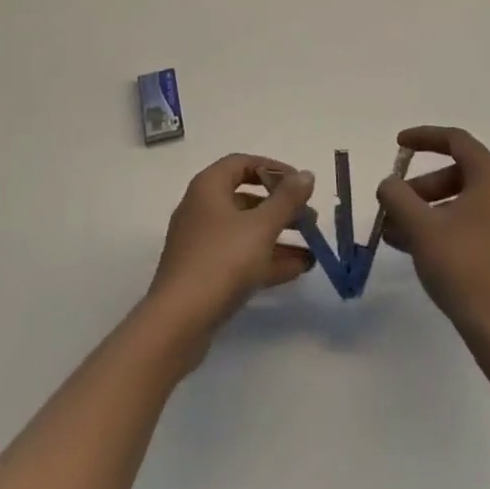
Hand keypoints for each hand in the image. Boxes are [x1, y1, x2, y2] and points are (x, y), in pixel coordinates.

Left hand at [145, 154, 315, 352]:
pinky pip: (240, 257)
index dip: (273, 169)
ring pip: (246, 231)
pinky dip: (266, 259)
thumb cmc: (221, 261)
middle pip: (247, 198)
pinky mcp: (204, 275)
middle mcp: (202, 209)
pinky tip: (297, 269)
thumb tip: (306, 174)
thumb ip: (287, 199)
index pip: (242, 163)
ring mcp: (202, 244)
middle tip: (310, 219)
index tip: (299, 183)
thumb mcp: (261, 227)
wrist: (177, 324)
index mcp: (208, 187)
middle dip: (281, 208)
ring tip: (312, 247)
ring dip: (279, 236)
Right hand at [376, 126, 489, 343]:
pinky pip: (473, 220)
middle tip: (395, 204)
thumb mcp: (420, 227)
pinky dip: (445, 224)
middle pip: (457, 171)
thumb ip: (398, 196)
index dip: (423, 137)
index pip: (455, 140)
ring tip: (395, 233)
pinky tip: (417, 248)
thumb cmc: (462, 267)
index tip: (398, 144)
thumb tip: (389, 184)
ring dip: (428, 209)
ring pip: (463, 199)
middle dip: (421, 186)